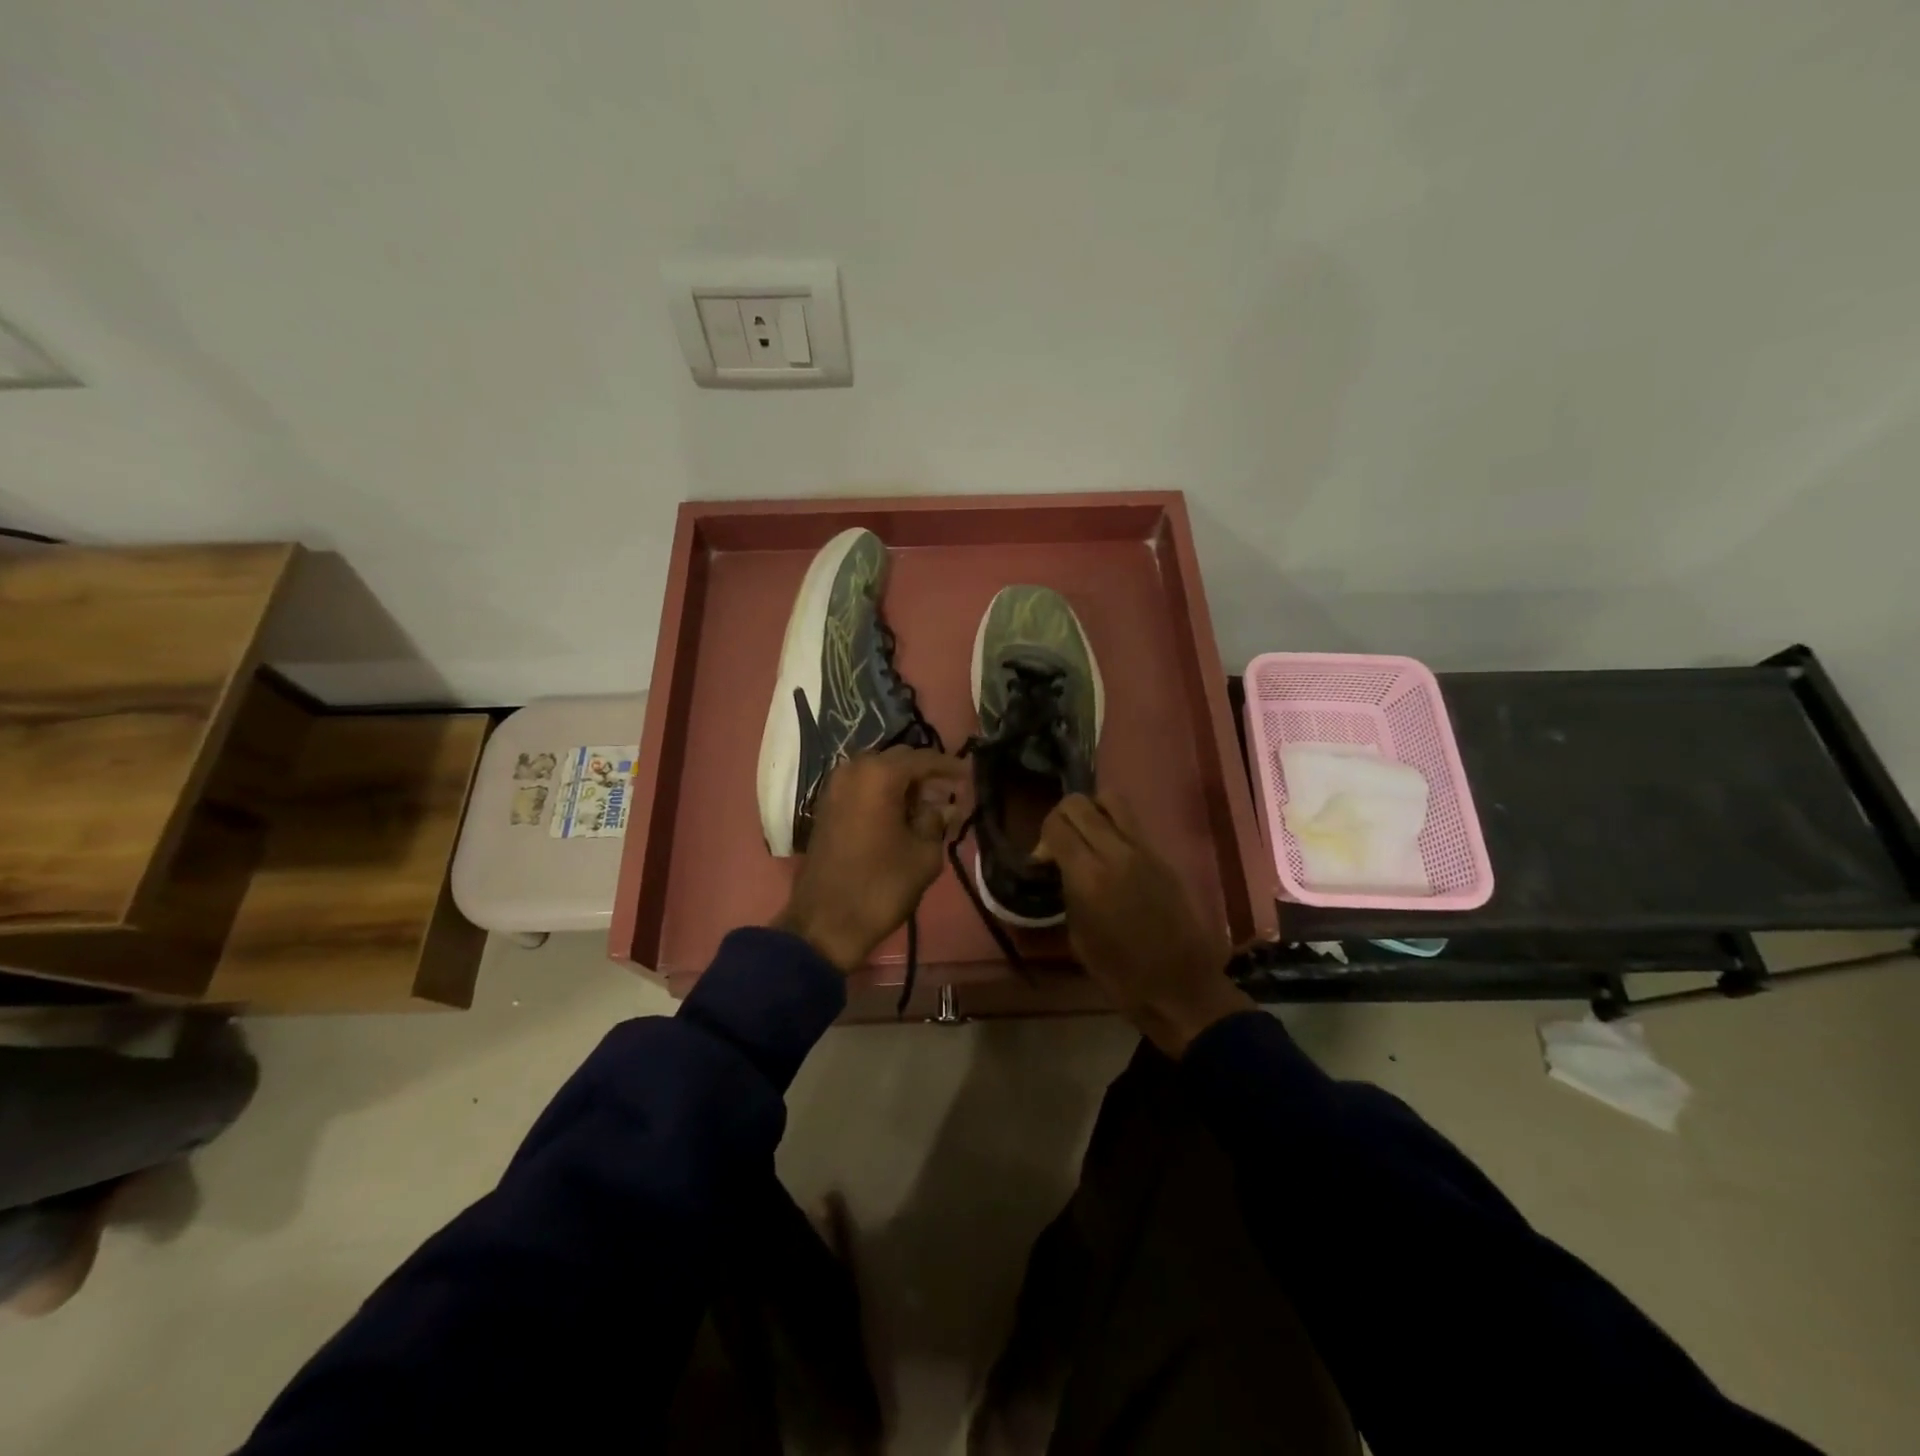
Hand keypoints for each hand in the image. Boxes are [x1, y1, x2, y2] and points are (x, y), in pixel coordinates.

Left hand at [774, 747, 966, 973]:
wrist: (825, 922)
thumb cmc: (881, 886)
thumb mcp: (923, 854)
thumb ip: (937, 821)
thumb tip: (944, 808)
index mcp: (879, 775)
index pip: (923, 759)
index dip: (949, 767)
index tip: (970, 776)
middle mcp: (853, 770)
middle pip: (898, 760)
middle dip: (925, 774)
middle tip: (950, 792)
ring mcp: (834, 787)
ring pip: (878, 772)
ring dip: (903, 784)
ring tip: (928, 805)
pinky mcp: (825, 806)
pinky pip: (861, 787)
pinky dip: (883, 793)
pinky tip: (901, 813)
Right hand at [1038, 794, 1254, 1057]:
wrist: (1181, 988)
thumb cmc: (1121, 974)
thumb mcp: (1078, 935)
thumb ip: (1067, 890)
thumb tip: (1061, 867)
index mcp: (1089, 876)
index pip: (1056, 825)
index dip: (1043, 837)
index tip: (1043, 861)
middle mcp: (1116, 851)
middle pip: (1079, 803)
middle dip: (1062, 817)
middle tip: (1061, 846)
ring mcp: (1145, 849)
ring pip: (1111, 800)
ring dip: (1092, 811)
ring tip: (1088, 839)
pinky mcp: (1163, 856)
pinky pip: (1132, 823)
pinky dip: (1114, 826)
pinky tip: (1111, 854)